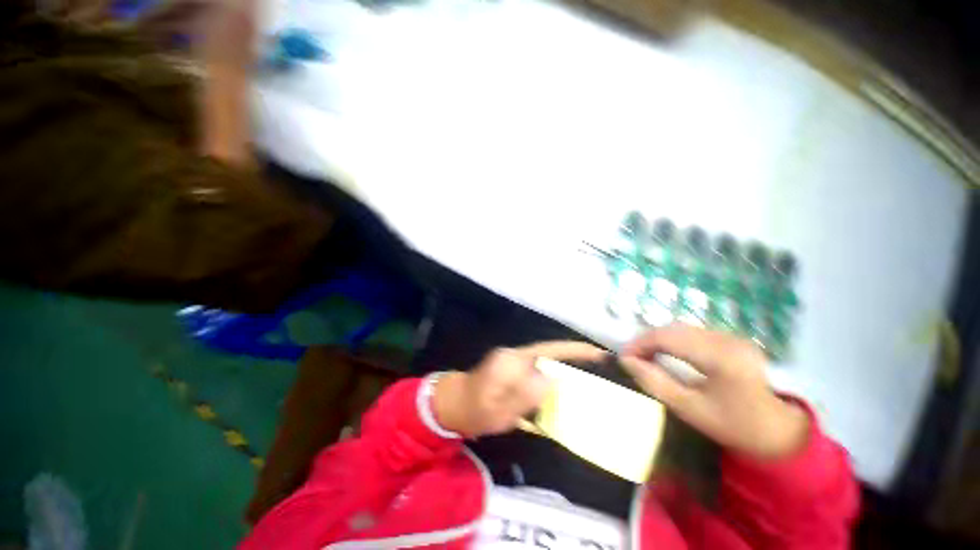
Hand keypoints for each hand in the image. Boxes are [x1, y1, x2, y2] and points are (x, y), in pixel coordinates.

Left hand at [433, 341, 605, 437]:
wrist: (454, 404)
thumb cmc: (473, 409)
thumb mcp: (496, 409)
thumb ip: (523, 394)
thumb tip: (552, 380)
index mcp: (513, 360)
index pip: (550, 350)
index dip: (574, 350)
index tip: (599, 353)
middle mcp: (516, 355)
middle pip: (552, 353)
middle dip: (576, 358)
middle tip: (602, 368)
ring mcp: (515, 361)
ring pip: (547, 362)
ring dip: (566, 368)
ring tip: (589, 382)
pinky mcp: (514, 369)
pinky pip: (538, 371)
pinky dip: (553, 378)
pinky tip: (563, 391)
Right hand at [620, 325, 808, 459]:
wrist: (780, 430)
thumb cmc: (734, 425)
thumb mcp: (689, 409)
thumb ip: (655, 382)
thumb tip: (627, 361)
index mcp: (720, 358)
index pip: (668, 338)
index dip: (640, 343)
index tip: (623, 357)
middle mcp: (727, 339)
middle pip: (673, 328)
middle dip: (646, 339)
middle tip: (632, 356)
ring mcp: (731, 336)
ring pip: (681, 327)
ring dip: (658, 337)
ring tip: (645, 354)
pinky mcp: (731, 338)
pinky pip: (692, 332)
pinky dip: (672, 338)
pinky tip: (666, 351)